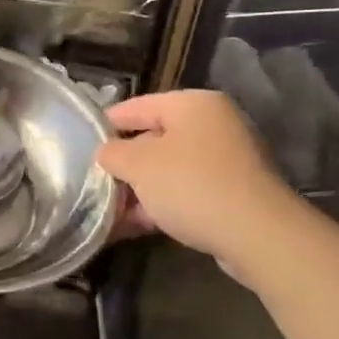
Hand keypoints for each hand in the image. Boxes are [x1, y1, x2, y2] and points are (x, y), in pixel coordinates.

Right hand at [96, 91, 304, 271]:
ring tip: (110, 210)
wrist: (257, 235)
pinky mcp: (233, 192)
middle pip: (154, 138)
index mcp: (192, 104)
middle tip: (95, 181)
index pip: (137, 106)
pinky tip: (136, 224)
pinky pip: (187, 191)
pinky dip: (162, 204)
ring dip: (140, 189)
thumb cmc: (191, 184)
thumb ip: (113, 153)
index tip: (82, 142)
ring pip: (169, 169)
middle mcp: (213, 124)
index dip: (106, 124)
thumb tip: (106, 153)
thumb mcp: (138, 164)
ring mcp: (227, 159)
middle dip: (124, 164)